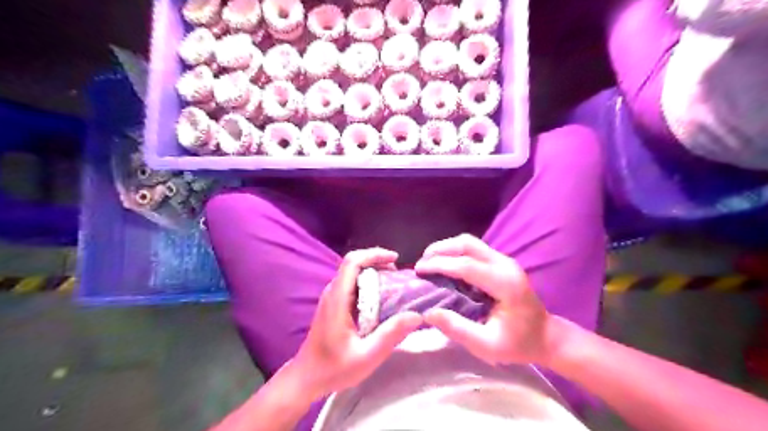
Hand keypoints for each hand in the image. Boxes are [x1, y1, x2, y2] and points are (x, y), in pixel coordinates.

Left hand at [292, 249, 418, 400]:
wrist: (306, 377)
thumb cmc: (333, 368)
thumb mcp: (367, 356)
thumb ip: (390, 335)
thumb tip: (416, 315)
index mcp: (337, 299)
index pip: (352, 262)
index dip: (374, 254)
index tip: (395, 259)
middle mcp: (332, 292)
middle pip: (354, 264)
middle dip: (379, 262)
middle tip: (400, 276)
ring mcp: (331, 298)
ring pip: (354, 273)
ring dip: (375, 272)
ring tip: (396, 285)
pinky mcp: (334, 305)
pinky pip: (353, 284)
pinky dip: (369, 283)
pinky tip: (382, 298)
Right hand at [418, 236, 554, 366]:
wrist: (546, 336)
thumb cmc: (518, 343)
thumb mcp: (487, 345)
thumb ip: (458, 329)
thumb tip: (428, 312)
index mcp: (505, 284)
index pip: (466, 265)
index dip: (439, 264)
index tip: (418, 270)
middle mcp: (506, 265)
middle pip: (467, 244)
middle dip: (440, 249)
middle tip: (421, 264)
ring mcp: (505, 260)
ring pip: (470, 242)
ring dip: (447, 248)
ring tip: (429, 262)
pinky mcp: (501, 262)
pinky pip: (474, 249)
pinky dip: (455, 252)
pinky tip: (445, 265)